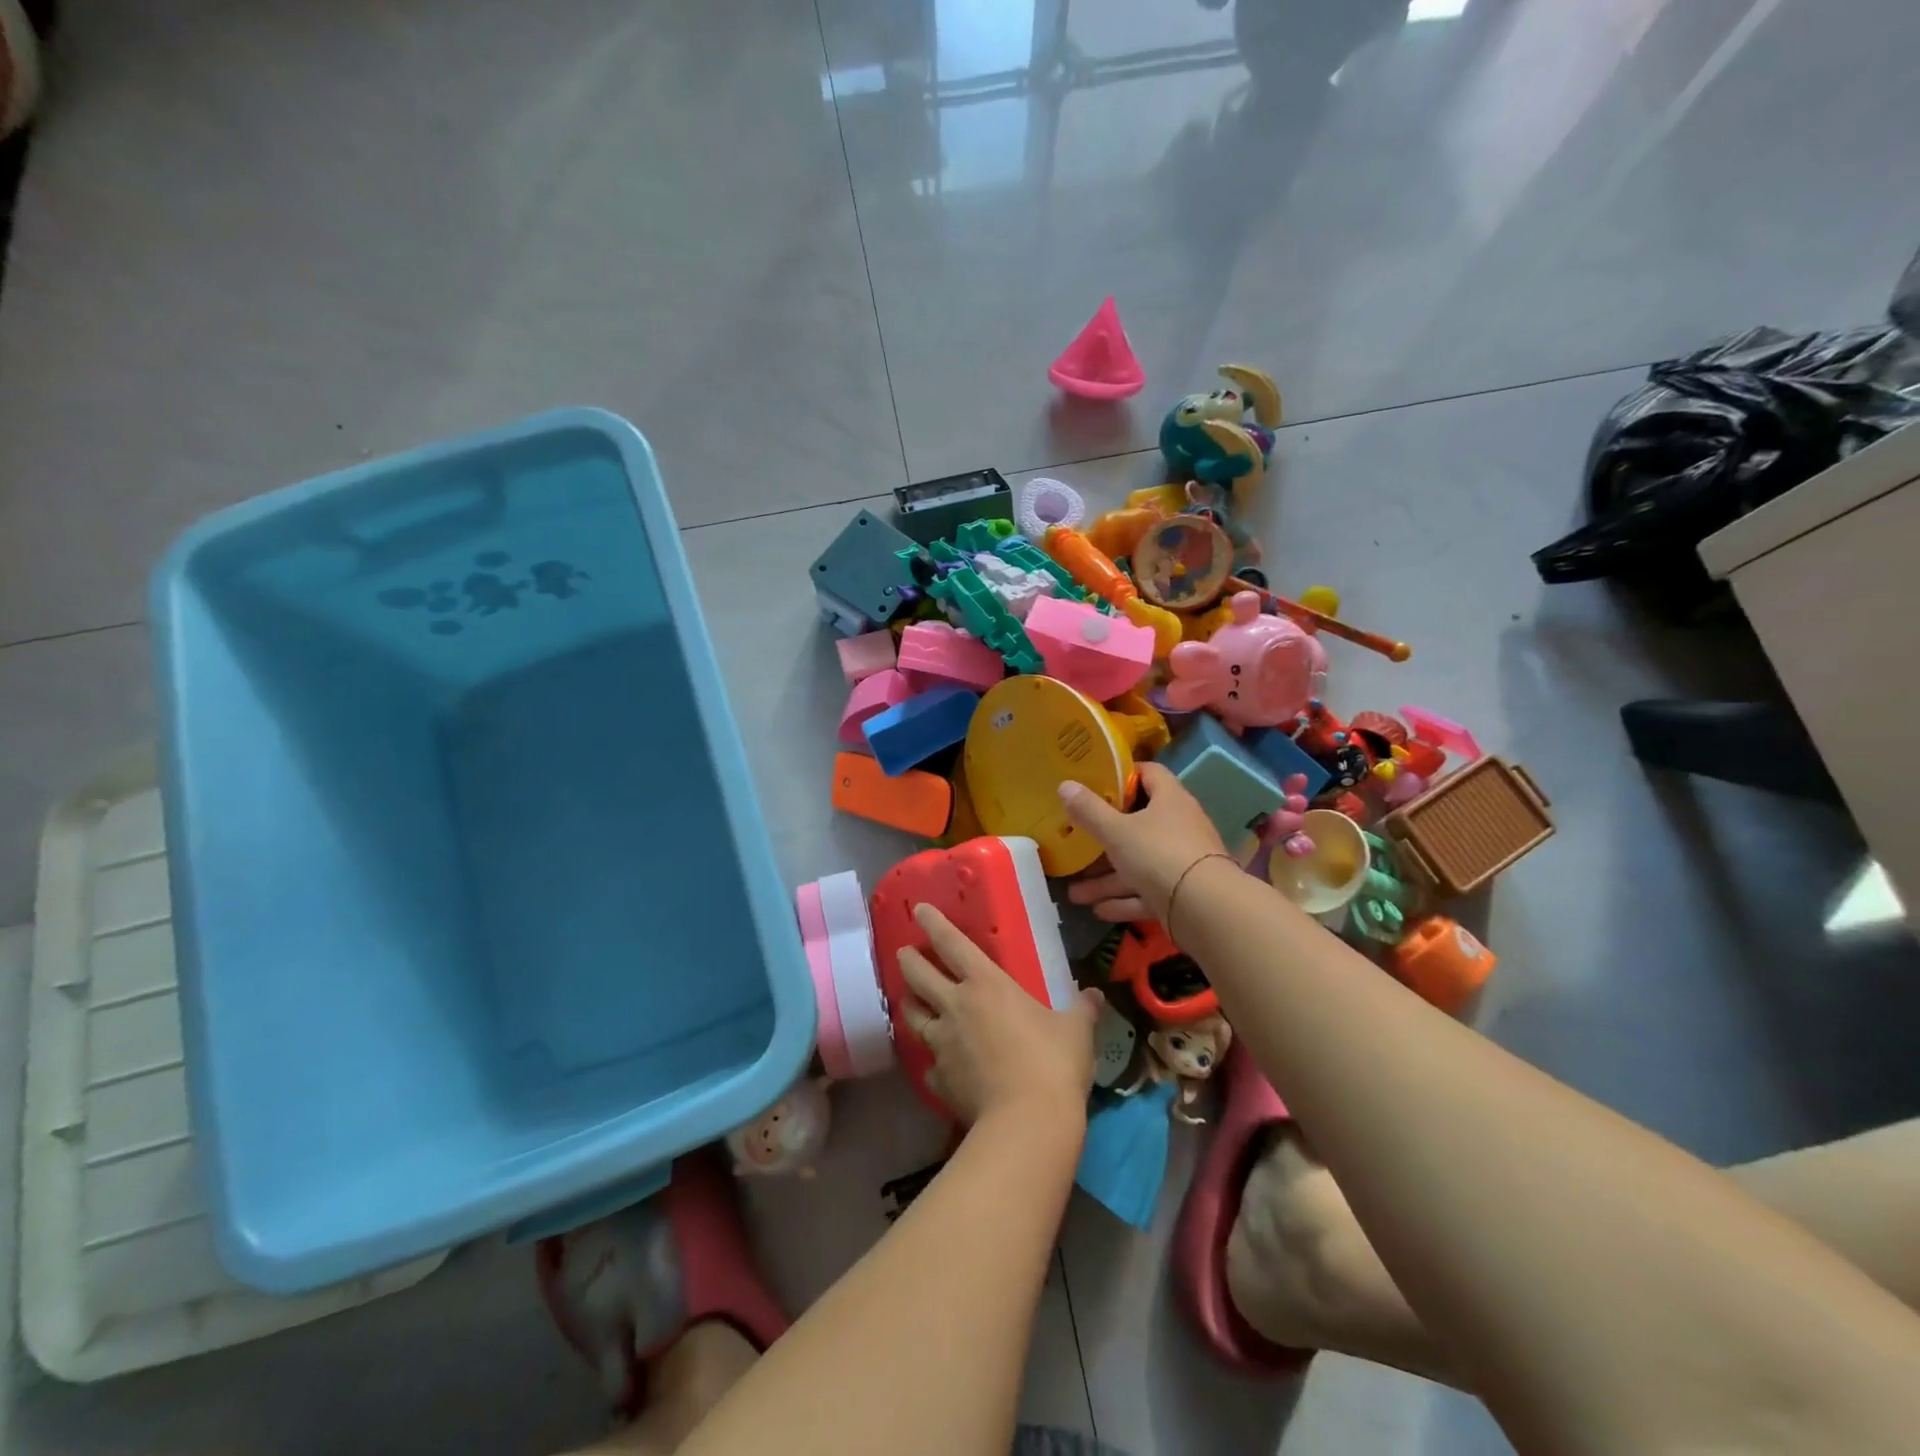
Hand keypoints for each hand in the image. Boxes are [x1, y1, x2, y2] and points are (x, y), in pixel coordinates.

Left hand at [896, 903, 1102, 1128]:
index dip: (934, 924)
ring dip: (909, 1005)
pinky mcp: (939, 1080)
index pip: (952, 944)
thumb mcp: (1076, 1031)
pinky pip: (930, 1064)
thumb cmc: (1052, 1063)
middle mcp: (955, 1007)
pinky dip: (933, 1060)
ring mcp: (942, 1044)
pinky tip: (940, 1066)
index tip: (919, 910)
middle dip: (908, 960)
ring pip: (913, 1016)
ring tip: (910, 1001)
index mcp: (986, 985)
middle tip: (904, 953)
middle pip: (918, 975)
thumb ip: (1082, 1009)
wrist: (1026, 1123)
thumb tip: (1095, 995)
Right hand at [1058, 763, 1228, 923]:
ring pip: (1138, 864)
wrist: (1206, 909)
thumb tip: (1065, 785)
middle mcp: (1179, 826)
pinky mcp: (1181, 893)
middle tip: (1076, 843)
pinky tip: (1098, 911)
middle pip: (1137, 824)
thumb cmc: (1159, 854)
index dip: (1123, 776)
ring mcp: (1181, 861)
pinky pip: (1147, 892)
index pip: (1149, 773)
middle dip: (1104, 839)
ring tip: (1074, 894)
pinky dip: (1124, 901)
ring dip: (1107, 879)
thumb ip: (1089, 810)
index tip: (1096, 784)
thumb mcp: (1117, 831)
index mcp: (1170, 800)